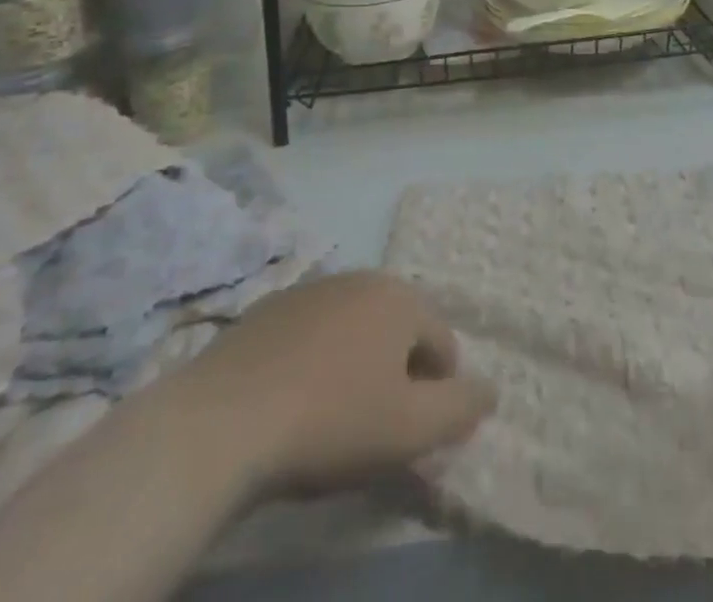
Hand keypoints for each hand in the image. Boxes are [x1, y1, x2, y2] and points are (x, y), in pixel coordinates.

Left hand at [186, 271, 494, 493]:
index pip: (443, 344)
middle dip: (399, 372)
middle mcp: (362, 278)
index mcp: (401, 298)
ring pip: (354, 328)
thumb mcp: (410, 429)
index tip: (414, 433)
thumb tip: (491, 389)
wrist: (221, 422)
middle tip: (377, 424)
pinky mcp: (268, 308)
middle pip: (399, 329)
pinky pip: (311, 333)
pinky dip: (315, 359)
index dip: (439, 392)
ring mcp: (311, 288)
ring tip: (334, 414)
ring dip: (357, 363)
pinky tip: (293, 399)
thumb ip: (461, 408)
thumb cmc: (330, 422)